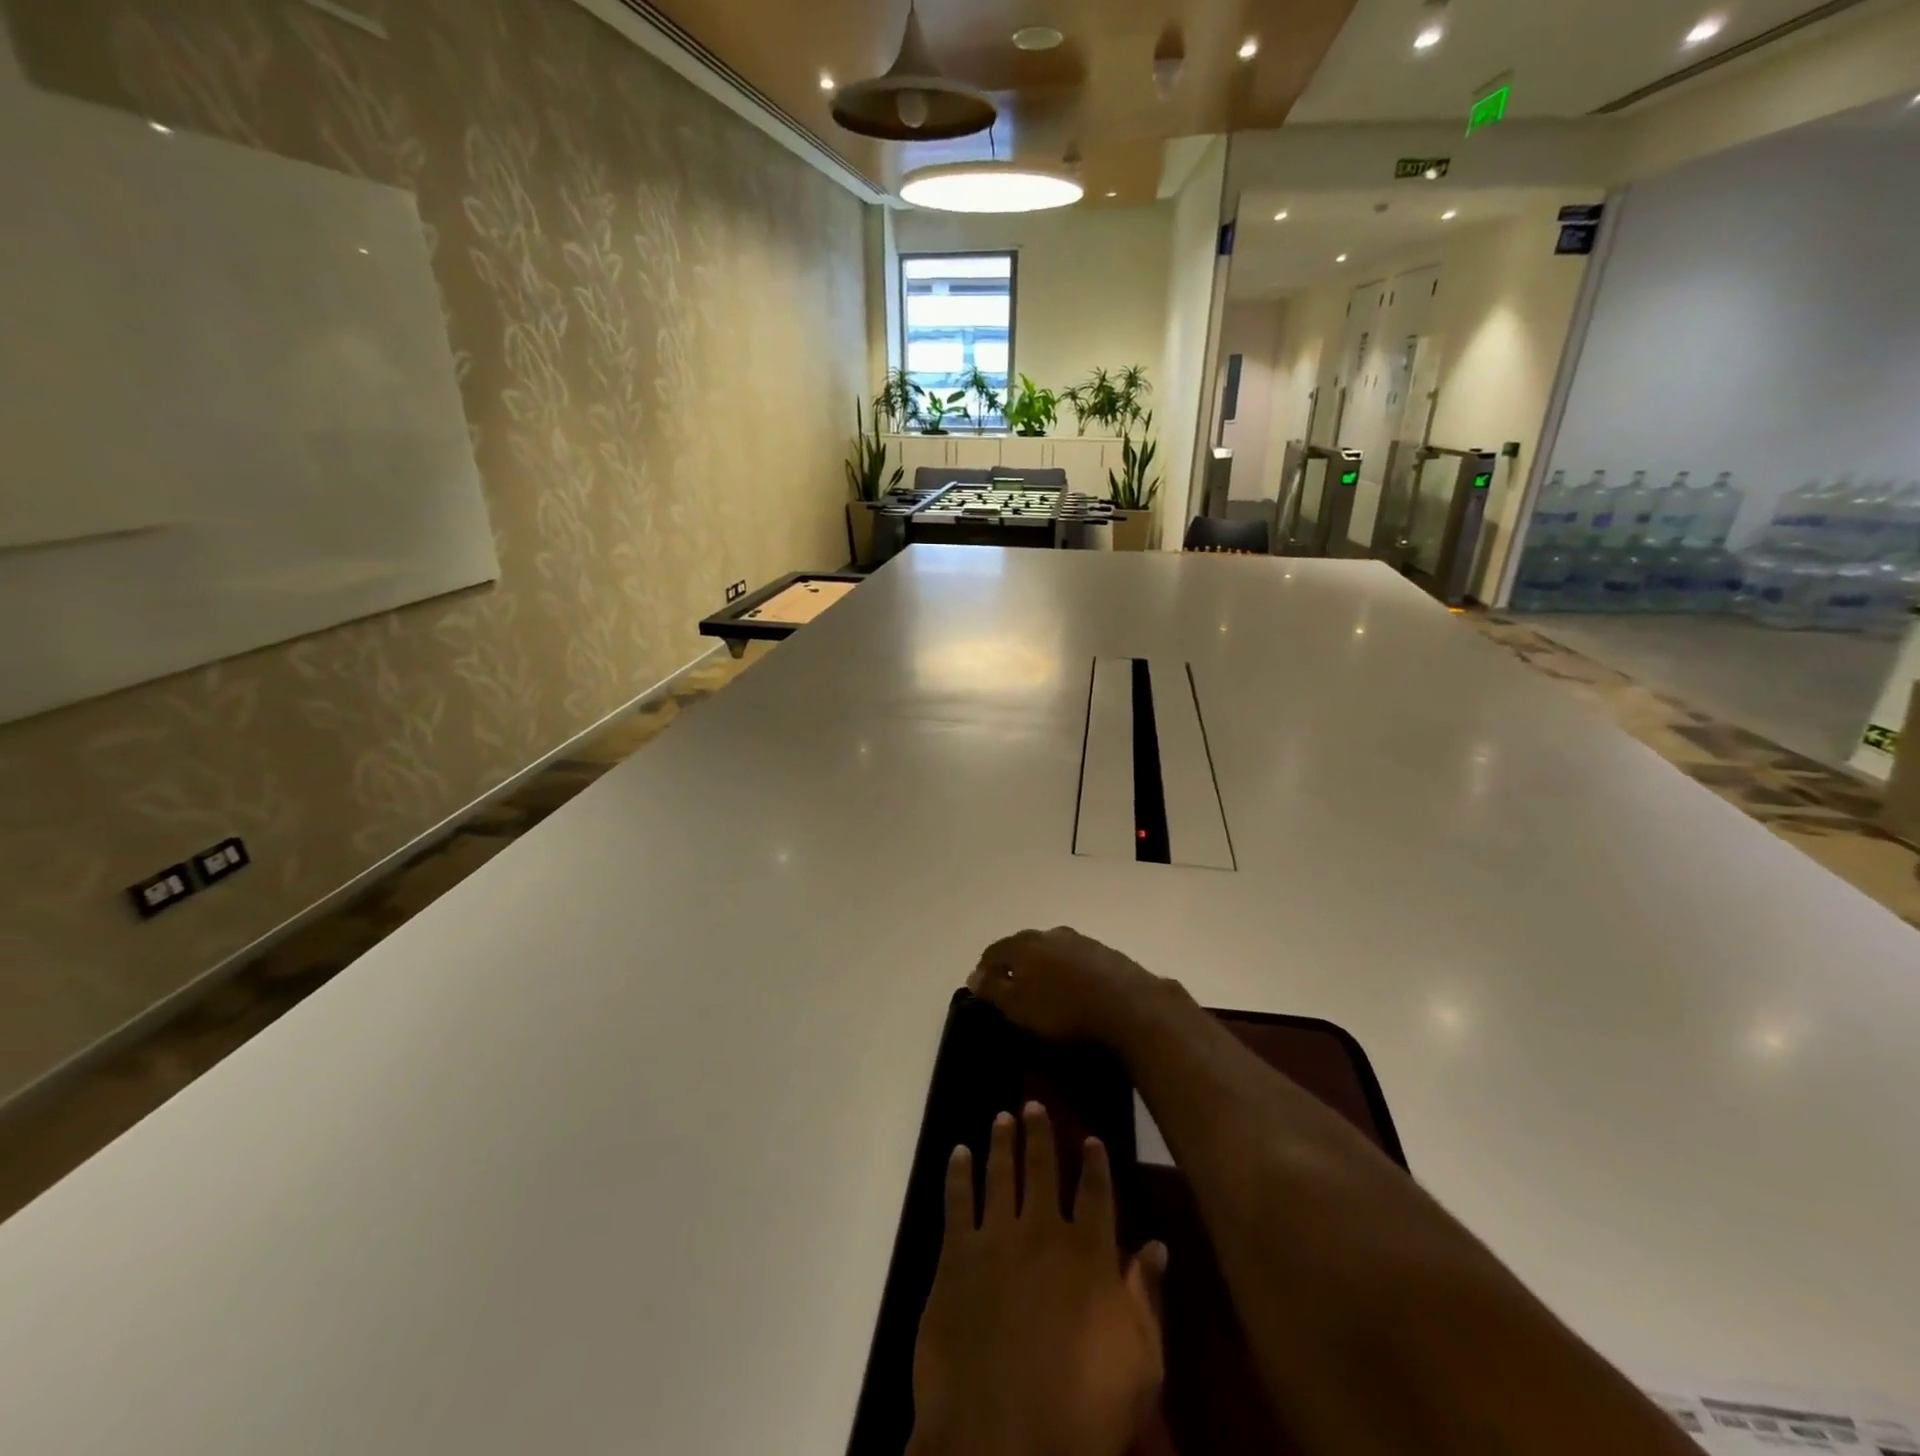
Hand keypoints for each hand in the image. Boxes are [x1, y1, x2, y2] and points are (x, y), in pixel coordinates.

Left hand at [910, 1103, 1167, 1455]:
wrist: (1005, 1437)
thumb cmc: (1084, 1410)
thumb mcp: (1140, 1365)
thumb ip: (1145, 1298)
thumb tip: (1157, 1246)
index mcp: (1088, 1253)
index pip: (1096, 1192)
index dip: (1095, 1162)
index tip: (1091, 1137)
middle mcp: (1042, 1231)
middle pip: (1041, 1168)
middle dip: (1039, 1133)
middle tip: (1032, 1104)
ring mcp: (996, 1238)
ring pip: (1000, 1173)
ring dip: (1001, 1142)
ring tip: (1001, 1117)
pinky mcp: (956, 1256)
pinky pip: (957, 1201)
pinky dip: (958, 1173)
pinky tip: (958, 1152)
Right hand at [969, 928, 1165, 1044]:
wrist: (1129, 1007)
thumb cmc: (1063, 1010)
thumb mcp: (1018, 1006)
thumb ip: (994, 989)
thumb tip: (974, 975)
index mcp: (1024, 944)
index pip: (994, 951)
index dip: (984, 969)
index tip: (982, 989)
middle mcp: (1051, 934)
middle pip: (1023, 946)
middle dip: (1014, 965)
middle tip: (1011, 990)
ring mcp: (1081, 941)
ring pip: (1051, 951)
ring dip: (1042, 967)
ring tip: (1043, 990)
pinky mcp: (1105, 954)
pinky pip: (1075, 960)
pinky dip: (1067, 972)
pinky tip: (1072, 990)